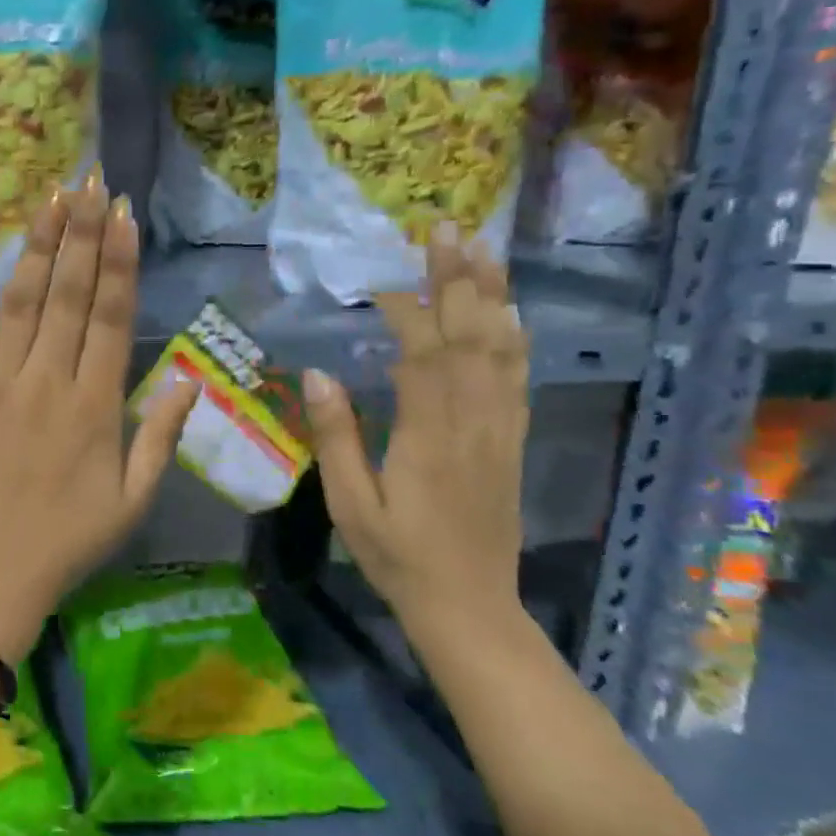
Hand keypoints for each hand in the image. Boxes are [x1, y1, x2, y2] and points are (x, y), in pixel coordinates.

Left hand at [0, 176, 198, 662]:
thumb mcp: (131, 501)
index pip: (110, 317)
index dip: (118, 262)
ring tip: (48, 200)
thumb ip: (161, 436)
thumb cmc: (64, 542)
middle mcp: (47, 381)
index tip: (121, 215)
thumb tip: (191, 380)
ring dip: (37, 249)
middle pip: (67, 296)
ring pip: (20, 303)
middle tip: (87, 182)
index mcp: (94, 405)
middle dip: (80, 235)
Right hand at [302, 227, 528, 632]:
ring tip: (485, 250)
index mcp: (428, 435)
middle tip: (449, 228)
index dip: (408, 308)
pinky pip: (517, 378)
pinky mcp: (511, 441)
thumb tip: (317, 375)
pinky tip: (510, 312)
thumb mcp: (351, 504)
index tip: (384, 279)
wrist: (469, 606)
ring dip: (492, 295)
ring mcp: (499, 429)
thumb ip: (336, 437)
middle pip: (470, 336)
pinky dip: (515, 337)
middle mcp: (472, 421)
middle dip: (459, 278)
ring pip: (501, 349)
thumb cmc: (398, 556)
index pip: (422, 353)